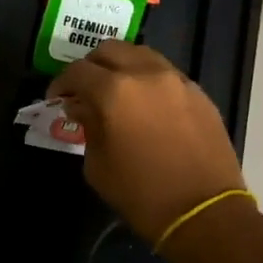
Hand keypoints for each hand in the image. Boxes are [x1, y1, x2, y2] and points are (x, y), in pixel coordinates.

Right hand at [47, 41, 247, 244]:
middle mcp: (146, 74)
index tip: (57, 99)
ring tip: (116, 91)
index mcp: (114, 91)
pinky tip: (146, 105)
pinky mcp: (198, 93)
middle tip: (84, 90)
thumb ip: (87, 127)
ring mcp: (176, 80)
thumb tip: (83, 108)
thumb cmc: (142, 195)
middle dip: (91, 66)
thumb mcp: (98, 165)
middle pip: (109, 50)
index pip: (78, 71)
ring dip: (122, 66)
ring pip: (141, 54)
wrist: (204, 213)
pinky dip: (148, 80)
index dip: (61, 83)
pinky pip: (165, 73)